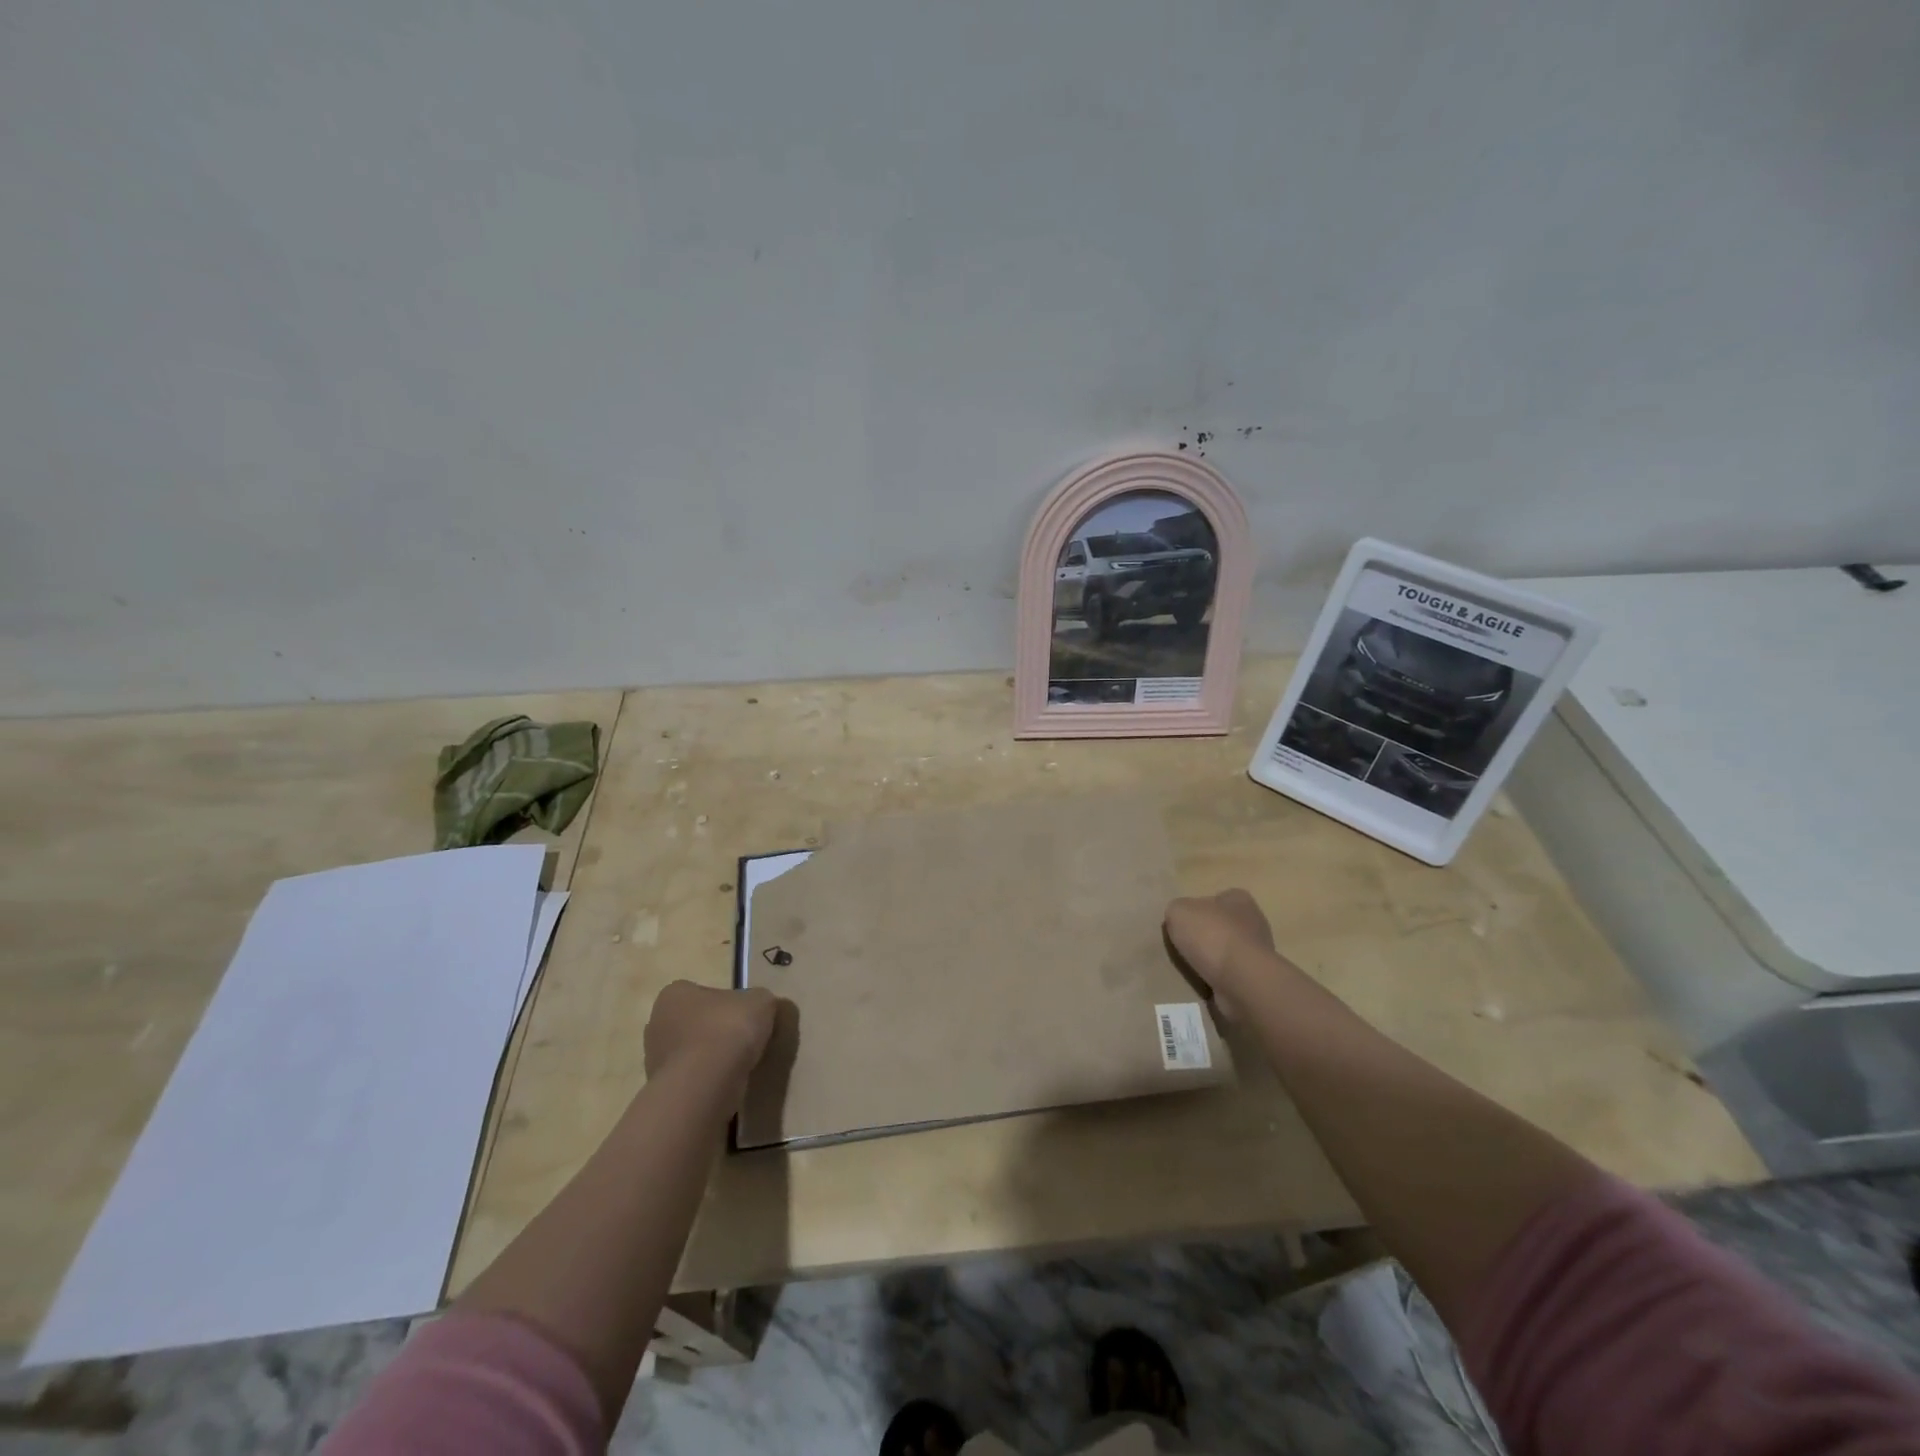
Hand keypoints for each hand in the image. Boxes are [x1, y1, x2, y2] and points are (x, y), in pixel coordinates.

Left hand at [644, 981, 778, 1079]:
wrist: (706, 1084)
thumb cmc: (728, 1029)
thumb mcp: (761, 1002)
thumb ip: (759, 1000)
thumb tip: (759, 1008)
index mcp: (674, 994)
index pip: (702, 993)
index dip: (726, 1003)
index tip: (744, 1016)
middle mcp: (656, 1023)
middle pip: (694, 1023)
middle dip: (715, 1031)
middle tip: (743, 1040)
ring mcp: (654, 1061)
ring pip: (691, 1053)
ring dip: (711, 1058)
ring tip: (739, 1066)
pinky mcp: (663, 1090)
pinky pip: (691, 1079)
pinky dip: (708, 1081)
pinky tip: (727, 1085)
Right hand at [1164, 889, 1277, 1016]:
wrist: (1241, 980)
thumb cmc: (1211, 935)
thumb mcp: (1178, 911)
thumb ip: (1177, 910)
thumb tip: (1181, 919)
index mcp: (1239, 899)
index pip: (1217, 898)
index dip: (1198, 910)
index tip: (1184, 923)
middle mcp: (1254, 921)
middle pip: (1223, 925)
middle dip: (1206, 935)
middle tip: (1185, 945)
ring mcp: (1259, 952)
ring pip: (1228, 950)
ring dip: (1213, 958)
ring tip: (1193, 966)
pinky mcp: (1257, 977)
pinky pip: (1232, 973)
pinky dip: (1220, 977)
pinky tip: (1207, 981)